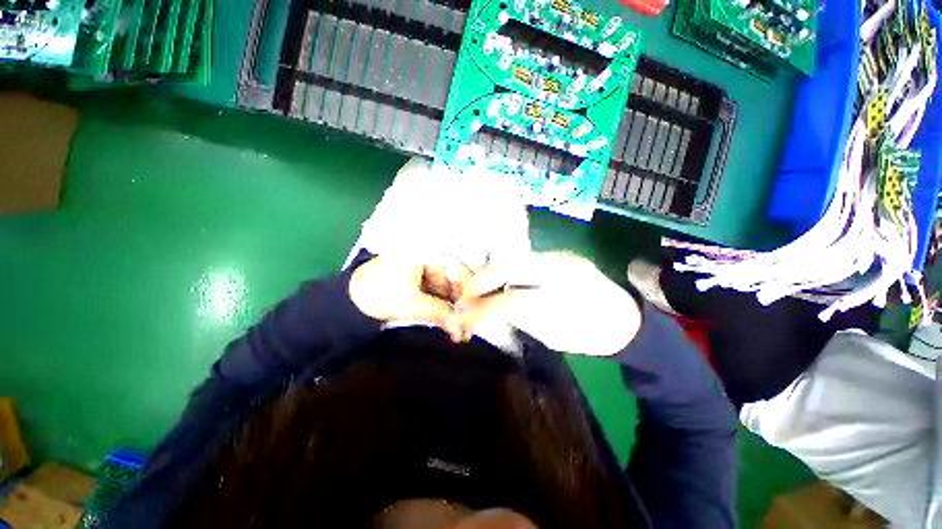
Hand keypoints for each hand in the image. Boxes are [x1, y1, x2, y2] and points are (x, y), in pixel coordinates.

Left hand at [349, 255, 468, 333]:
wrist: (349, 302)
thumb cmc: (380, 294)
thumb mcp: (412, 303)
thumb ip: (440, 312)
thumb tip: (461, 326)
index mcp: (426, 255)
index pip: (455, 272)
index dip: (465, 293)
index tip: (471, 312)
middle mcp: (428, 260)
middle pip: (450, 285)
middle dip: (457, 307)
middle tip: (465, 328)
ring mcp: (423, 274)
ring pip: (443, 293)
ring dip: (450, 311)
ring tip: (458, 331)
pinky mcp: (417, 286)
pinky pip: (434, 297)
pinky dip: (440, 310)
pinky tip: (447, 325)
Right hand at [451, 252, 640, 356]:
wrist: (628, 316)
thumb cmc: (597, 335)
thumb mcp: (560, 338)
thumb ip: (527, 321)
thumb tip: (497, 312)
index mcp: (565, 296)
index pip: (515, 299)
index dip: (487, 308)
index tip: (467, 317)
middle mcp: (562, 266)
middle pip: (512, 265)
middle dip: (484, 278)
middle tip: (465, 293)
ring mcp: (562, 256)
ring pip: (517, 257)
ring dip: (493, 270)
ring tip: (477, 285)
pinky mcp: (561, 254)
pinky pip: (526, 258)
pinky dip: (507, 267)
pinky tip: (497, 277)